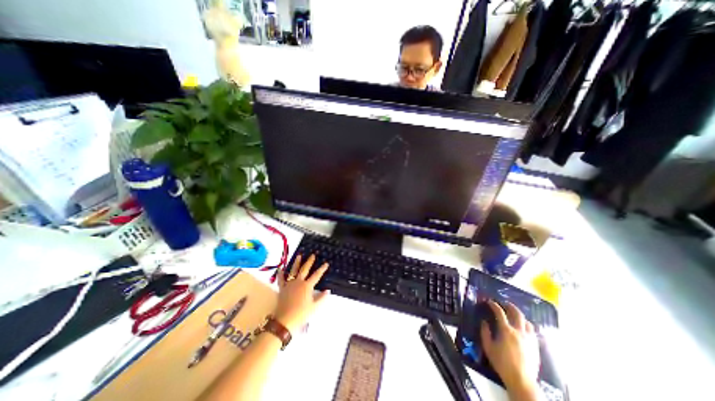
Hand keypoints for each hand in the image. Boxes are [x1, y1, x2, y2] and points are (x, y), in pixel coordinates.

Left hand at [274, 255, 330, 333]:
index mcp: (307, 286)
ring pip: (293, 271)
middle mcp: (299, 282)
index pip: (317, 275)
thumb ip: (321, 298)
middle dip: (309, 261)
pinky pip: (281, 279)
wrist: (285, 320)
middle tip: (312, 255)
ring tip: (299, 255)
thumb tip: (327, 291)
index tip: (326, 263)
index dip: (322, 269)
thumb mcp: (314, 307)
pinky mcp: (282, 288)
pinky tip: (280, 268)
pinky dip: (280, 273)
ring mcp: (290, 284)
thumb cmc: (301, 314)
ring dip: (296, 263)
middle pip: (305, 269)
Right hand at [483, 301, 538, 390]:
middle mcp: (519, 331)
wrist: (521, 381)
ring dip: (520, 316)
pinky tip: (524, 328)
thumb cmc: (502, 363)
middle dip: (510, 306)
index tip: (489, 302)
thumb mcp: (488, 347)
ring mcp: (529, 339)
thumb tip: (484, 322)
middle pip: (517, 313)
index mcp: (506, 330)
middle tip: (505, 304)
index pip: (499, 312)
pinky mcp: (535, 346)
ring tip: (515, 315)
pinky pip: (533, 331)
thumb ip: (485, 332)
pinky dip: (527, 326)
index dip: (494, 305)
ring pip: (527, 322)